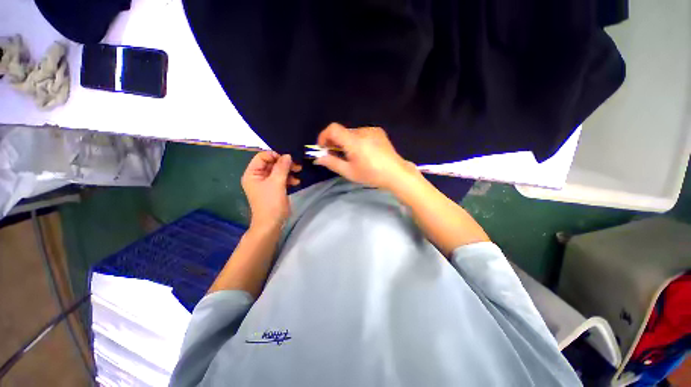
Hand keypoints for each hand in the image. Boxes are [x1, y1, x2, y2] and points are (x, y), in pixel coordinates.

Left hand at [241, 151, 300, 229]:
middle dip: (284, 163)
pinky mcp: (274, 189)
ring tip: (299, 172)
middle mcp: (258, 176)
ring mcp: (266, 183)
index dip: (275, 155)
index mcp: (252, 173)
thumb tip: (288, 155)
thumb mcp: (277, 183)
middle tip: (297, 165)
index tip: (288, 158)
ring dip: (288, 171)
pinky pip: (281, 179)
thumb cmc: (271, 203)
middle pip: (271, 163)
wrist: (271, 224)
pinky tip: (297, 182)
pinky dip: (289, 179)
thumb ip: (282, 167)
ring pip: (278, 171)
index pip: (262, 157)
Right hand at [314, 123, 418, 190]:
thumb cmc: (372, 175)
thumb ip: (332, 163)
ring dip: (346, 142)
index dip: (324, 136)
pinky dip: (357, 140)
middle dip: (335, 142)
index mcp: (354, 141)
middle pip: (342, 132)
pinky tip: (364, 152)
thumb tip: (318, 158)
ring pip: (352, 133)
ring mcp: (372, 130)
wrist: (396, 173)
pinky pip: (362, 133)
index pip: (333, 129)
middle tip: (336, 156)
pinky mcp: (378, 132)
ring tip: (352, 156)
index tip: (323, 148)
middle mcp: (362, 131)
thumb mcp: (349, 172)